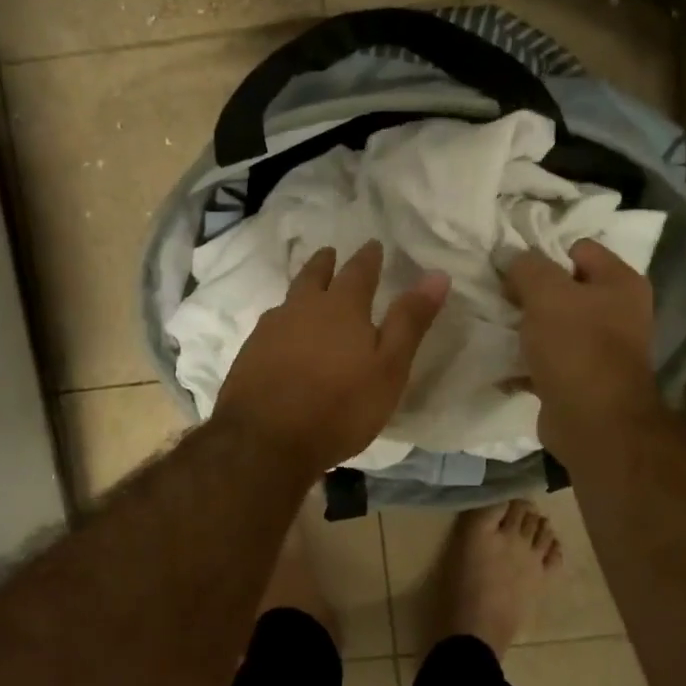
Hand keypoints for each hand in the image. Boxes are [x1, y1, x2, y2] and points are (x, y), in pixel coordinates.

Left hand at [213, 240, 448, 477]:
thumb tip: (437, 274)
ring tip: (307, 289)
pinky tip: (283, 334)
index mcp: (341, 308)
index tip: (374, 245)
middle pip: (314, 275)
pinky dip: (283, 320)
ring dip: (301, 288)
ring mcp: (270, 331)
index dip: (369, 258)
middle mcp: (301, 309)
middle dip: (326, 263)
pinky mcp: (249, 355)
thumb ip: (410, 321)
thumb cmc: (339, 407)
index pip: (359, 271)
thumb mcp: (389, 368)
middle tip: (331, 253)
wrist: (265, 441)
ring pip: (289, 298)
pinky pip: (270, 325)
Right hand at [502, 239, 660, 459]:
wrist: (594, 422)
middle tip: (499, 299)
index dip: (544, 254)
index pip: (578, 249)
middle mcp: (617, 312)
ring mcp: (600, 348)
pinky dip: (525, 363)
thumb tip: (509, 256)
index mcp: (620, 282)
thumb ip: (526, 267)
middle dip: (530, 293)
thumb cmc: (576, 347)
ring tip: (495, 329)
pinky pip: (546, 361)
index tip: (511, 270)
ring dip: (524, 329)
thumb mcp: (546, 294)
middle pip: (565, 289)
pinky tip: (500, 365)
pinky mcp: (580, 379)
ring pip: (553, 326)